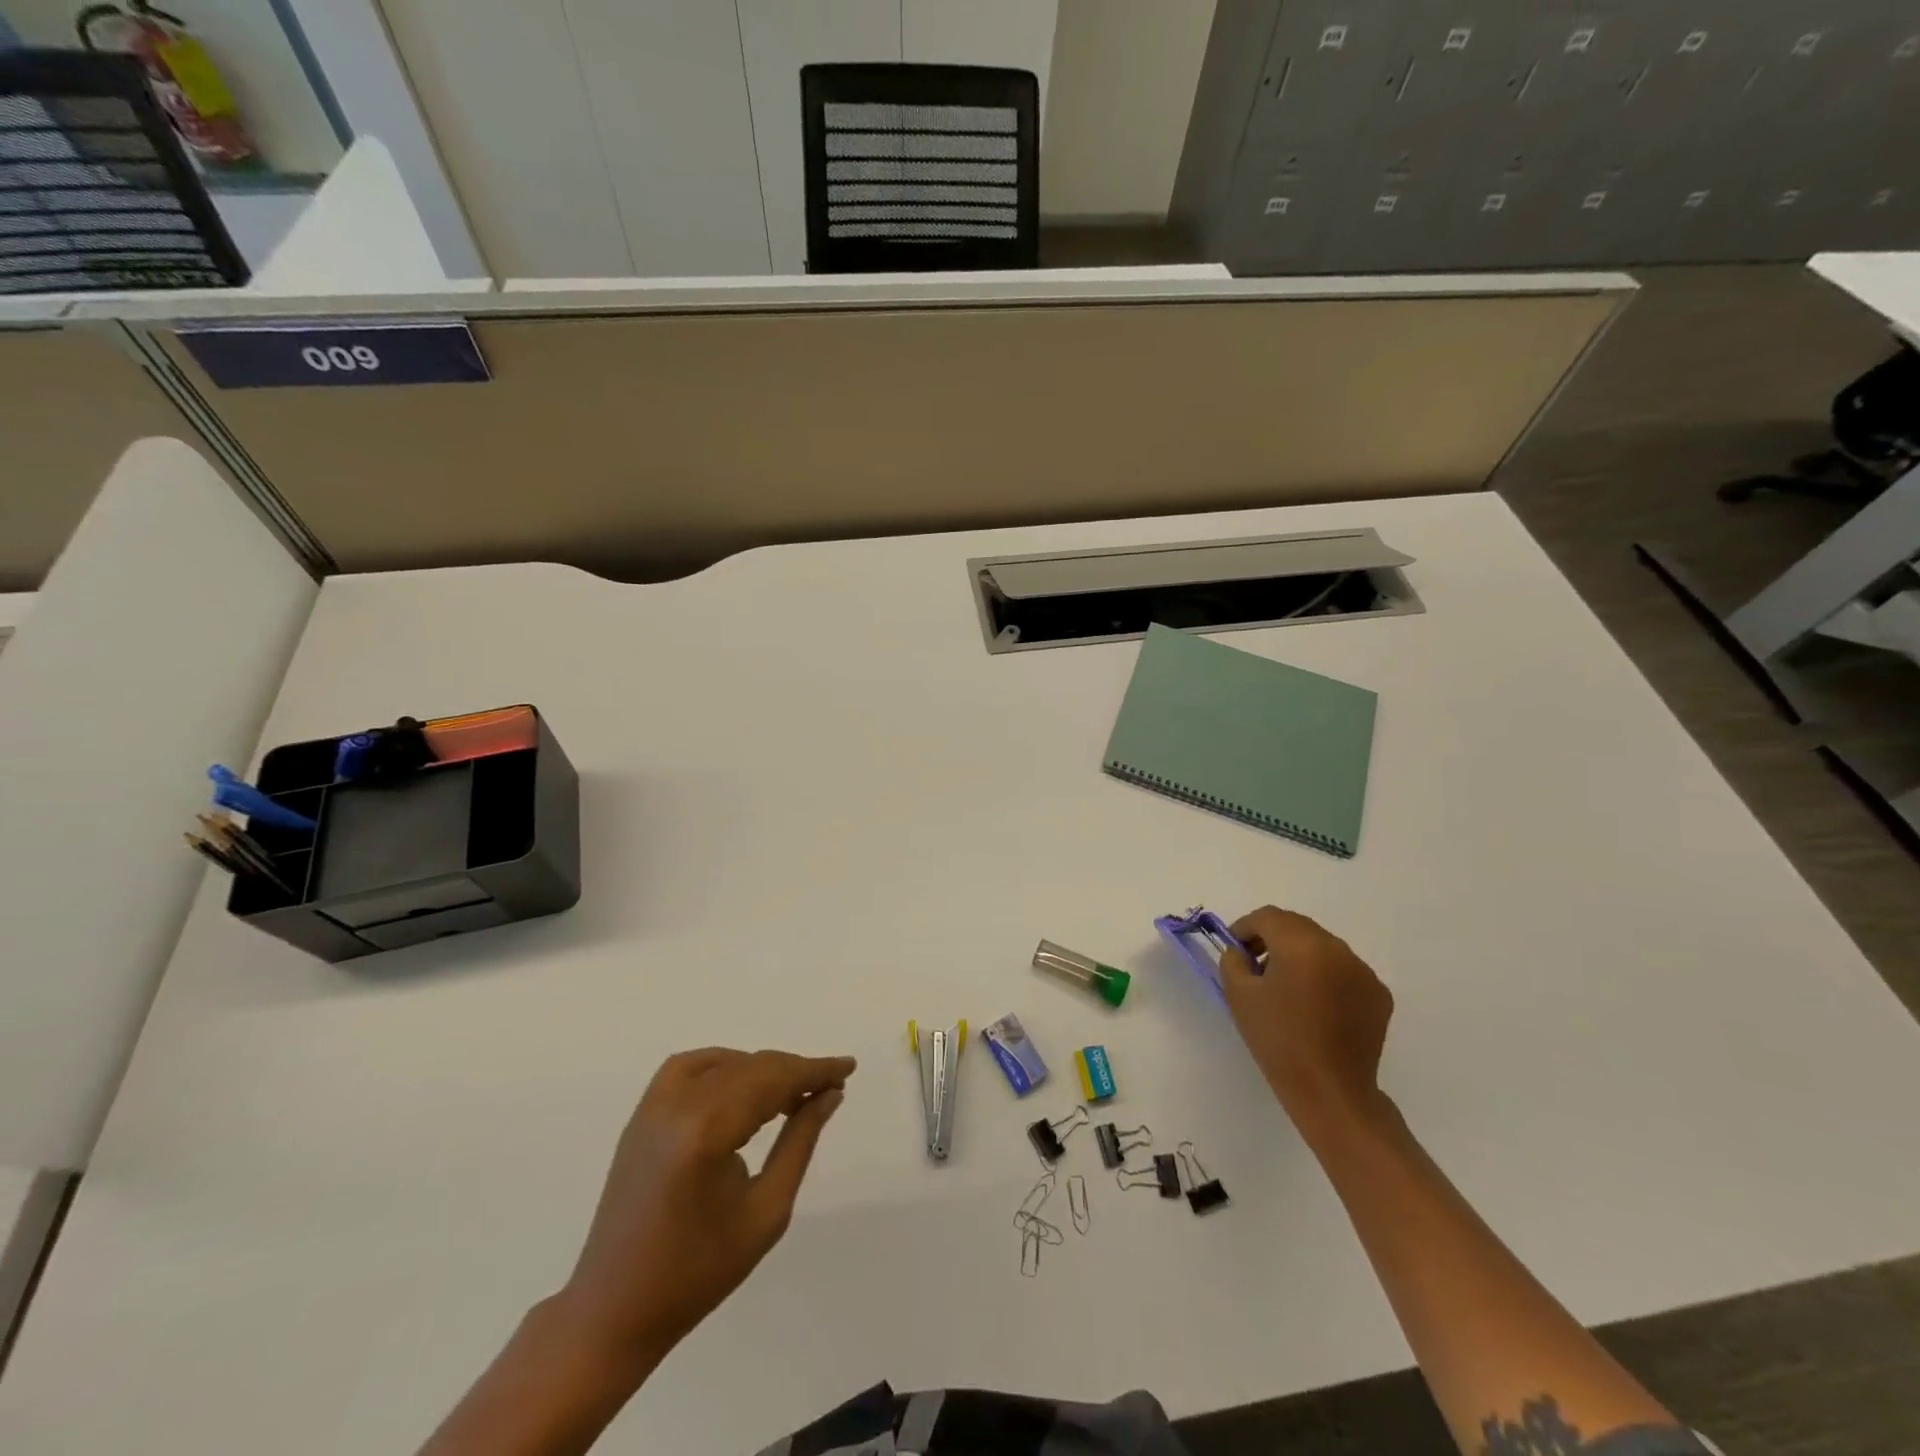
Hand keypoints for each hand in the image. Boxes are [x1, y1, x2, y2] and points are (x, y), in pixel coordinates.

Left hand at [554, 1048, 855, 1369]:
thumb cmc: (698, 1273)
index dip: (814, 1070)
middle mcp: (678, 1106)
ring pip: (723, 1063)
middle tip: (828, 1086)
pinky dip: (722, 1066)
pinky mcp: (641, 1115)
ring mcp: (653, 1107)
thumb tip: (828, 1096)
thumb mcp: (766, 1212)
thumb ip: (800, 1143)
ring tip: (789, 1094)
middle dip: (794, 1071)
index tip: (847, 1067)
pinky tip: (741, 1087)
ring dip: (761, 1070)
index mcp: (707, 1132)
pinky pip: (688, 1067)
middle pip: (751, 1067)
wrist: (614, 1312)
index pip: (773, 1081)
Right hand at [1221, 906, 1392, 1129]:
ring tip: (1286, 987)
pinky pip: (1344, 970)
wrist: (1330, 1091)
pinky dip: (1325, 976)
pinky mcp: (1378, 994)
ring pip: (1322, 947)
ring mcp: (1363, 971)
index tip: (1234, 949)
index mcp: (1302, 945)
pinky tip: (1315, 1005)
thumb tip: (1242, 952)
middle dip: (1272, 938)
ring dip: (1300, 956)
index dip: (1245, 927)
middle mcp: (1338, 949)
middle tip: (1255, 964)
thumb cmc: (1278, 1039)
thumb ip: (1233, 961)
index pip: (1268, 917)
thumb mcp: (1239, 995)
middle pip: (1297, 927)